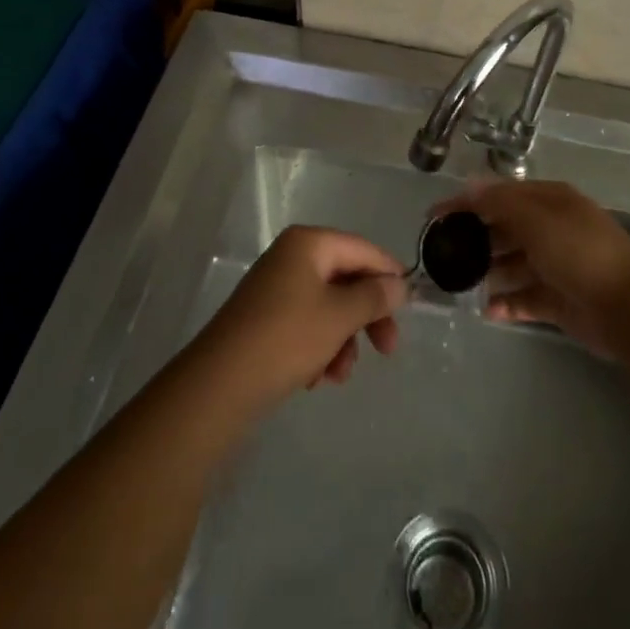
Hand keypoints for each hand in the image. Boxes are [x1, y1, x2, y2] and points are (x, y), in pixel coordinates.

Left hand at [194, 226, 406, 407]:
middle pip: (346, 279)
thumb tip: (399, 284)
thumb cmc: (286, 338)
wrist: (219, 385)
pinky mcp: (265, 319)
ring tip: (339, 374)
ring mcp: (275, 288)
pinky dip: (319, 348)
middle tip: (388, 349)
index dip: (388, 274)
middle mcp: (291, 257)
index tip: (410, 306)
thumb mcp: (339, 316)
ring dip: (343, 339)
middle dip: (366, 316)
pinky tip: (317, 379)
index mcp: (308, 243)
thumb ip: (374, 296)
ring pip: (328, 307)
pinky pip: (306, 325)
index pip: (362, 249)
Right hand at [433, 180, 629, 355]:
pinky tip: (487, 311)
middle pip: (503, 230)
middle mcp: (550, 229)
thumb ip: (500, 203)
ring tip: (457, 286)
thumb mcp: (537, 219)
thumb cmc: (580, 253)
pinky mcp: (558, 301)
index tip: (433, 217)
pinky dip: (506, 304)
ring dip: (487, 274)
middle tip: (442, 256)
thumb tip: (468, 186)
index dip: (466, 203)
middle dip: (474, 240)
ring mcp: (554, 266)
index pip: (499, 196)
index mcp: (549, 201)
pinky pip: (524, 299)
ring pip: (511, 266)